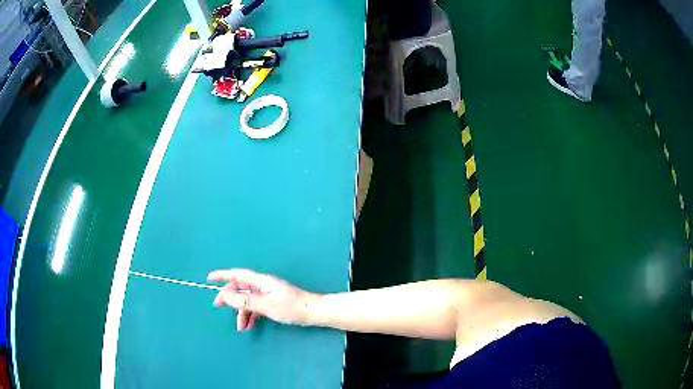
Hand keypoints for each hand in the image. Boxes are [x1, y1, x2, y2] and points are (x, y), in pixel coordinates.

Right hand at [207, 269, 318, 330]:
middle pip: (241, 288)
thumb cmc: (290, 307)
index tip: (209, 278)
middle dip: (229, 298)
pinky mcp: (273, 302)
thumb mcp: (265, 305)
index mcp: (260, 281)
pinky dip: (251, 315)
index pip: (237, 274)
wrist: (313, 312)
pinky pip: (257, 306)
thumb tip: (224, 294)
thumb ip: (244, 301)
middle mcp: (262, 285)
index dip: (222, 275)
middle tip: (218, 307)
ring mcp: (268, 293)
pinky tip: (249, 325)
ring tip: (240, 327)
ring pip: (248, 300)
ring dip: (242, 312)